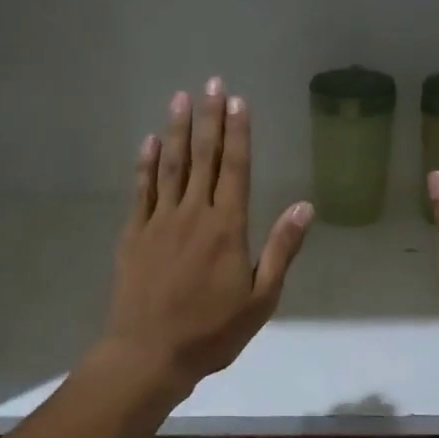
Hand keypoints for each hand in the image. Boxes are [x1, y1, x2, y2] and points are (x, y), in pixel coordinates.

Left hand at [103, 79, 314, 396]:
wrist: (149, 354)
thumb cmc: (212, 332)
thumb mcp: (261, 299)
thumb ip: (281, 249)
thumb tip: (304, 206)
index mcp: (227, 228)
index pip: (235, 169)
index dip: (238, 133)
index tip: (239, 101)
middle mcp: (193, 215)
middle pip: (203, 158)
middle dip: (210, 118)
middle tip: (213, 83)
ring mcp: (159, 222)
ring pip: (171, 166)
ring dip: (178, 130)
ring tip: (181, 98)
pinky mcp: (134, 234)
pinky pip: (141, 190)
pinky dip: (146, 163)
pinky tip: (150, 141)